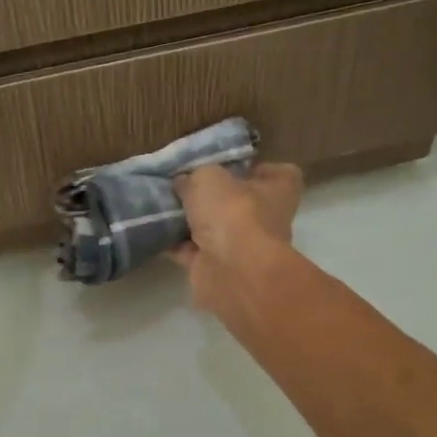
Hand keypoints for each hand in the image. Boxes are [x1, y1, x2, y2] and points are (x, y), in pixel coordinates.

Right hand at [171, 162, 304, 317]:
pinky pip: (193, 251)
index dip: (258, 168)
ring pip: (214, 228)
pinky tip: (155, 228)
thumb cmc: (232, 213)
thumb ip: (195, 176)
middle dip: (213, 195)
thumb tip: (184, 183)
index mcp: (277, 192)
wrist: (231, 271)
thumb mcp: (208, 177)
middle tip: (184, 182)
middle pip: (241, 202)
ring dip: (191, 220)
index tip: (231, 165)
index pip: (281, 174)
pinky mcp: (218, 268)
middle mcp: (265, 220)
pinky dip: (176, 243)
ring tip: (163, 203)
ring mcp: (243, 248)